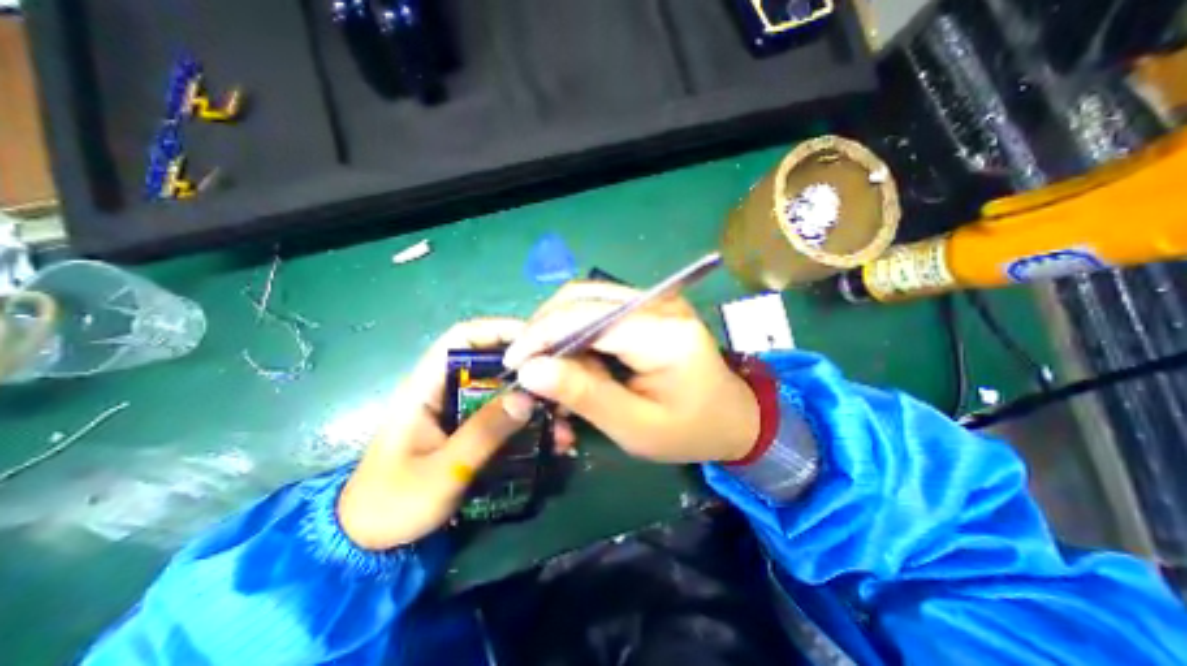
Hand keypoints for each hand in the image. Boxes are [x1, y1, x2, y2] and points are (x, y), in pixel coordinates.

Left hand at [335, 320, 577, 547]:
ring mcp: (462, 411)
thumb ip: (483, 433)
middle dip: (529, 371)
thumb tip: (527, 398)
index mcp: (426, 387)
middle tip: (561, 384)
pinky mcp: (472, 429)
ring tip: (563, 420)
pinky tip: (553, 440)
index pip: (462, 338)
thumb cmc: (394, 502)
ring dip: (535, 401)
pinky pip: (506, 415)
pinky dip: (530, 423)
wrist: (372, 542)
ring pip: (505, 391)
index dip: (498, 329)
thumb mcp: (441, 471)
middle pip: (493, 362)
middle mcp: (447, 390)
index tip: (536, 340)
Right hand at [506, 283, 755, 464]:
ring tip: (548, 364)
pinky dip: (576, 329)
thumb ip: (584, 394)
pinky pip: (599, 307)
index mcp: (663, 333)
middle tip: (528, 365)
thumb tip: (531, 370)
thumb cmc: (689, 430)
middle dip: (545, 328)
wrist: (732, 416)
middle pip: (582, 296)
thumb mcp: (634, 426)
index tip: (514, 364)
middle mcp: (659, 303)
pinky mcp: (650, 307)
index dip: (542, 335)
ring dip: (558, 327)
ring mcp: (656, 300)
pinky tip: (572, 357)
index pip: (587, 317)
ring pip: (586, 297)